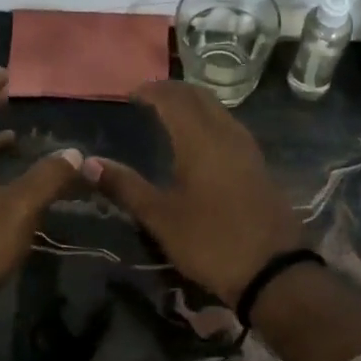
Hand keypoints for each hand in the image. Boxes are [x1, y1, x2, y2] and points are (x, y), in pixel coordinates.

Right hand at [81, 81, 304, 305]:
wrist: (272, 270)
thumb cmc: (210, 241)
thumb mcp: (160, 217)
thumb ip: (125, 186)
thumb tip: (88, 163)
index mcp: (200, 140)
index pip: (174, 98)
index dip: (151, 91)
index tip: (130, 94)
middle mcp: (227, 134)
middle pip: (200, 97)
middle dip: (174, 91)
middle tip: (148, 98)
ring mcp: (248, 150)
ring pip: (219, 111)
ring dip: (194, 105)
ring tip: (170, 116)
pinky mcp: (259, 167)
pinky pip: (230, 129)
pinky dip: (209, 123)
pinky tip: (198, 144)